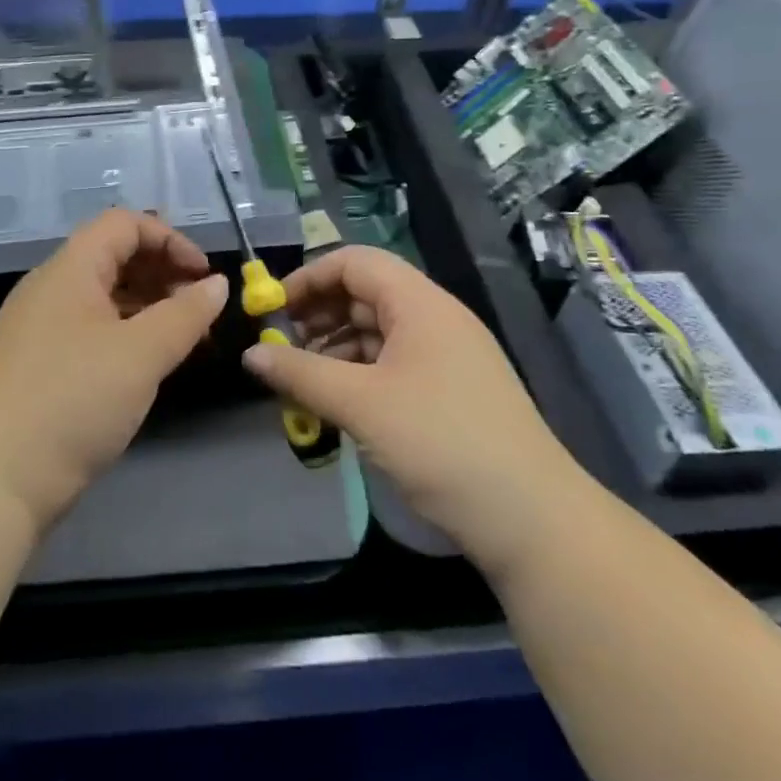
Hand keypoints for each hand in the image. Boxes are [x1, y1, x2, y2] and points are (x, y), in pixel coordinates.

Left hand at [0, 208, 228, 534]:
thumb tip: (217, 284)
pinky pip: (90, 332)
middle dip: (164, 275)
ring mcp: (39, 330)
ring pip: (104, 298)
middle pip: (114, 257)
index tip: (205, 277)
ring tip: (185, 342)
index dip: (170, 240)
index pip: (124, 224)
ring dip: (149, 309)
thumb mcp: (141, 354)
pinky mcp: (36, 368)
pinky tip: (147, 368)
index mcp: (69, 269)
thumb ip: (186, 314)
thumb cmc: (71, 402)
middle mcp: (50, 289)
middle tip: (200, 312)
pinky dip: (126, 337)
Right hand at [241, 245, 571, 575]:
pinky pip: (393, 364)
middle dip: (318, 315)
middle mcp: (435, 319)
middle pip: (365, 295)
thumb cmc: (441, 442)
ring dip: (335, 349)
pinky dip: (359, 375)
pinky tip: (336, 403)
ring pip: (377, 333)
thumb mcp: (361, 405)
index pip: (355, 262)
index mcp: (420, 303)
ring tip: (301, 380)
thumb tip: (250, 356)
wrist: (531, 517)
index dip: (309, 278)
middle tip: (281, 348)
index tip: (272, 309)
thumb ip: (300, 374)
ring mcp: (446, 356)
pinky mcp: (450, 391)